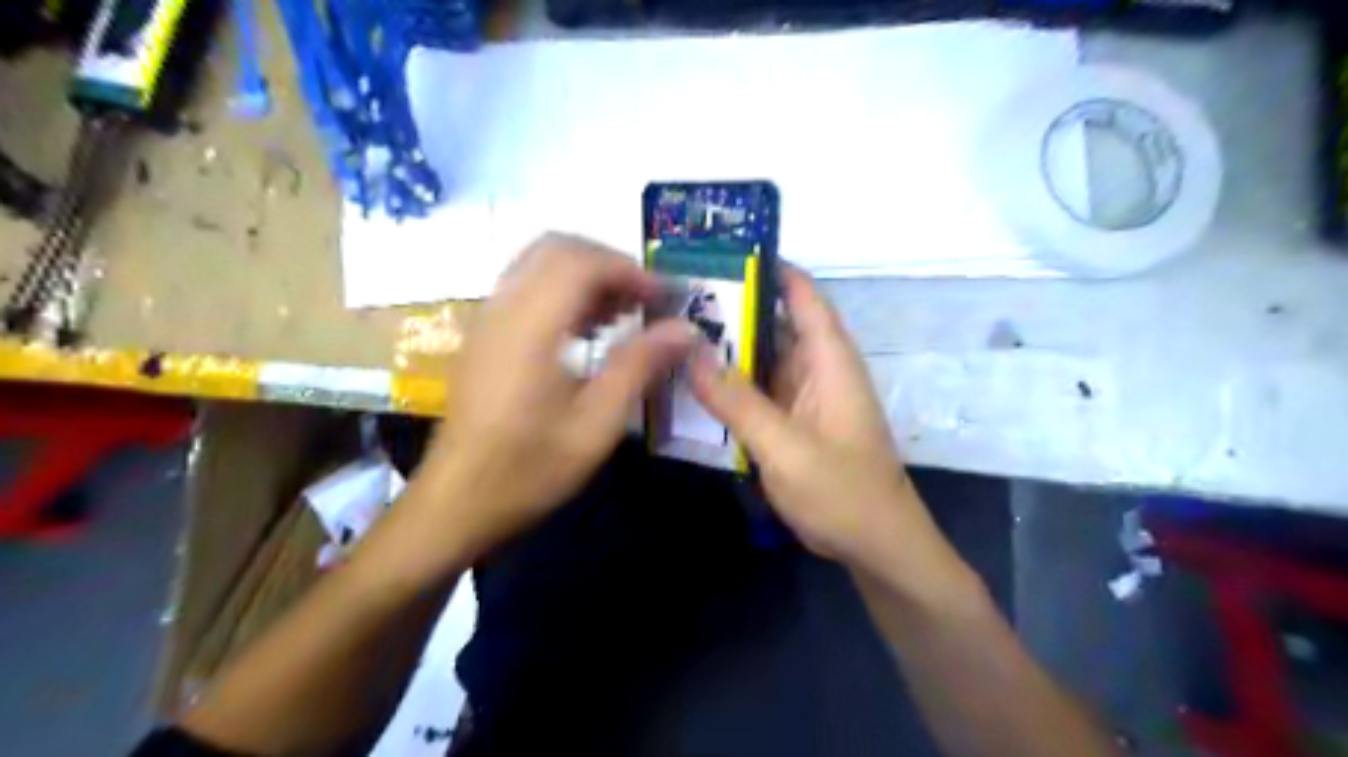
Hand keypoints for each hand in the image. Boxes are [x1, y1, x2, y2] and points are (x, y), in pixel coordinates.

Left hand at [412, 236, 693, 561]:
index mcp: (529, 327)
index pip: (582, 263)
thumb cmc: (528, 469)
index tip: (666, 300)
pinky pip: (527, 288)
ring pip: (540, 264)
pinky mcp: (485, 335)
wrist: (457, 501)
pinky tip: (588, 332)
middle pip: (558, 249)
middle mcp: (503, 309)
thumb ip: (640, 366)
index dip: (631, 271)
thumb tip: (686, 329)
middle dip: (609, 264)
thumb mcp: (596, 425)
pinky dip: (564, 292)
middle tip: (645, 301)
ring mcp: (488, 319)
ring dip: (587, 276)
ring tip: (624, 315)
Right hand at [694, 266, 956, 578]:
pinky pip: (757, 393)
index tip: (718, 256)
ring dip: (725, 352)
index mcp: (828, 360)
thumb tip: (690, 353)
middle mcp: (817, 369)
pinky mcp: (794, 423)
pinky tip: (692, 387)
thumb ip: (737, 401)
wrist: (876, 545)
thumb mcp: (785, 447)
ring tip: (671, 337)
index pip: (801, 296)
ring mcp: (804, 398)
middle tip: (672, 301)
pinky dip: (729, 387)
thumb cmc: (842, 492)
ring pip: (760, 360)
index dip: (767, 269)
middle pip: (772, 324)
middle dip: (729, 312)